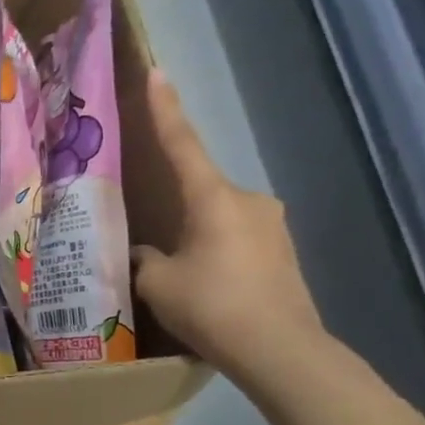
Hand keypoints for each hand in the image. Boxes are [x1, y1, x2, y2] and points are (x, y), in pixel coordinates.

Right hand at [130, 71, 321, 378]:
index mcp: (214, 198)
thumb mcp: (157, 282)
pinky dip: (215, 252)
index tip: (157, 72)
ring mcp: (271, 227)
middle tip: (151, 229)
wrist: (281, 352)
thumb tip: (142, 251)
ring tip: (175, 268)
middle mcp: (248, 201)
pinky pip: (236, 240)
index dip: (165, 109)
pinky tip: (202, 283)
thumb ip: (143, 258)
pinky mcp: (283, 255)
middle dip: (175, 204)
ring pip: (218, 217)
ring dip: (195, 233)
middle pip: (201, 189)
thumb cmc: (212, 306)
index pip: (182, 144)